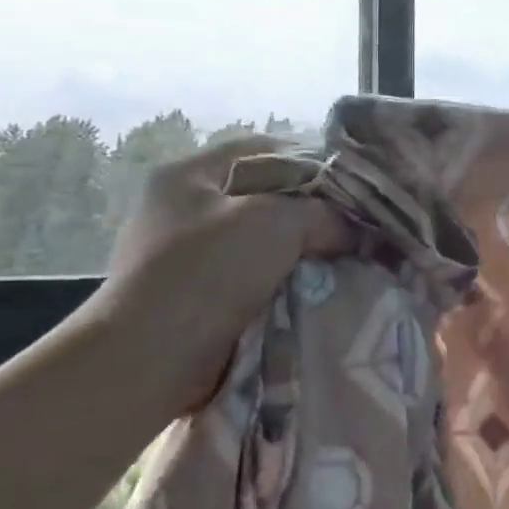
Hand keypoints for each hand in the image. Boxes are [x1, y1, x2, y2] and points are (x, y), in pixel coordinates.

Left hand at [81, 136, 352, 418]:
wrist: (152, 359)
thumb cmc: (208, 271)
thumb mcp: (277, 222)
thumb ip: (324, 214)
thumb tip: (355, 231)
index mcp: (189, 174)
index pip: (263, 149)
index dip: (313, 161)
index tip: (354, 187)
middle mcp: (185, 209)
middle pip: (266, 196)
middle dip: (312, 212)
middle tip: (355, 226)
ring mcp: (189, 255)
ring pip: (265, 240)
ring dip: (303, 252)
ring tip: (345, 259)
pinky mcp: (200, 296)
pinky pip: (257, 277)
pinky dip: (288, 281)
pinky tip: (319, 288)